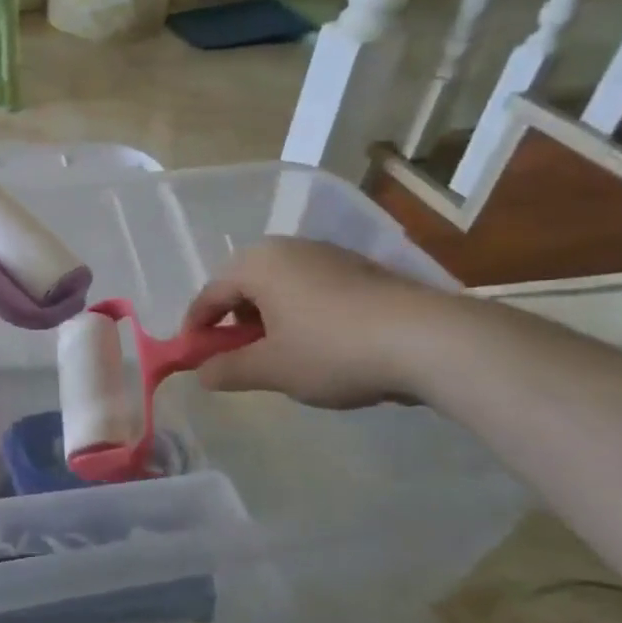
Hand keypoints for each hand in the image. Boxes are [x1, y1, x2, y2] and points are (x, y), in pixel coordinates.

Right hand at [181, 237, 451, 407]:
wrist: (429, 340)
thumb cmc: (332, 349)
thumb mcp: (272, 368)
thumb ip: (228, 370)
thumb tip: (201, 374)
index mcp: (257, 264)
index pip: (210, 294)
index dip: (196, 328)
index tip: (192, 356)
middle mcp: (288, 248)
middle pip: (244, 285)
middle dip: (234, 322)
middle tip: (237, 356)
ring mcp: (328, 255)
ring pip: (280, 286)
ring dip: (268, 318)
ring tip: (279, 354)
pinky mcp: (361, 269)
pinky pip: (312, 288)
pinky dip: (301, 313)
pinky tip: (319, 344)